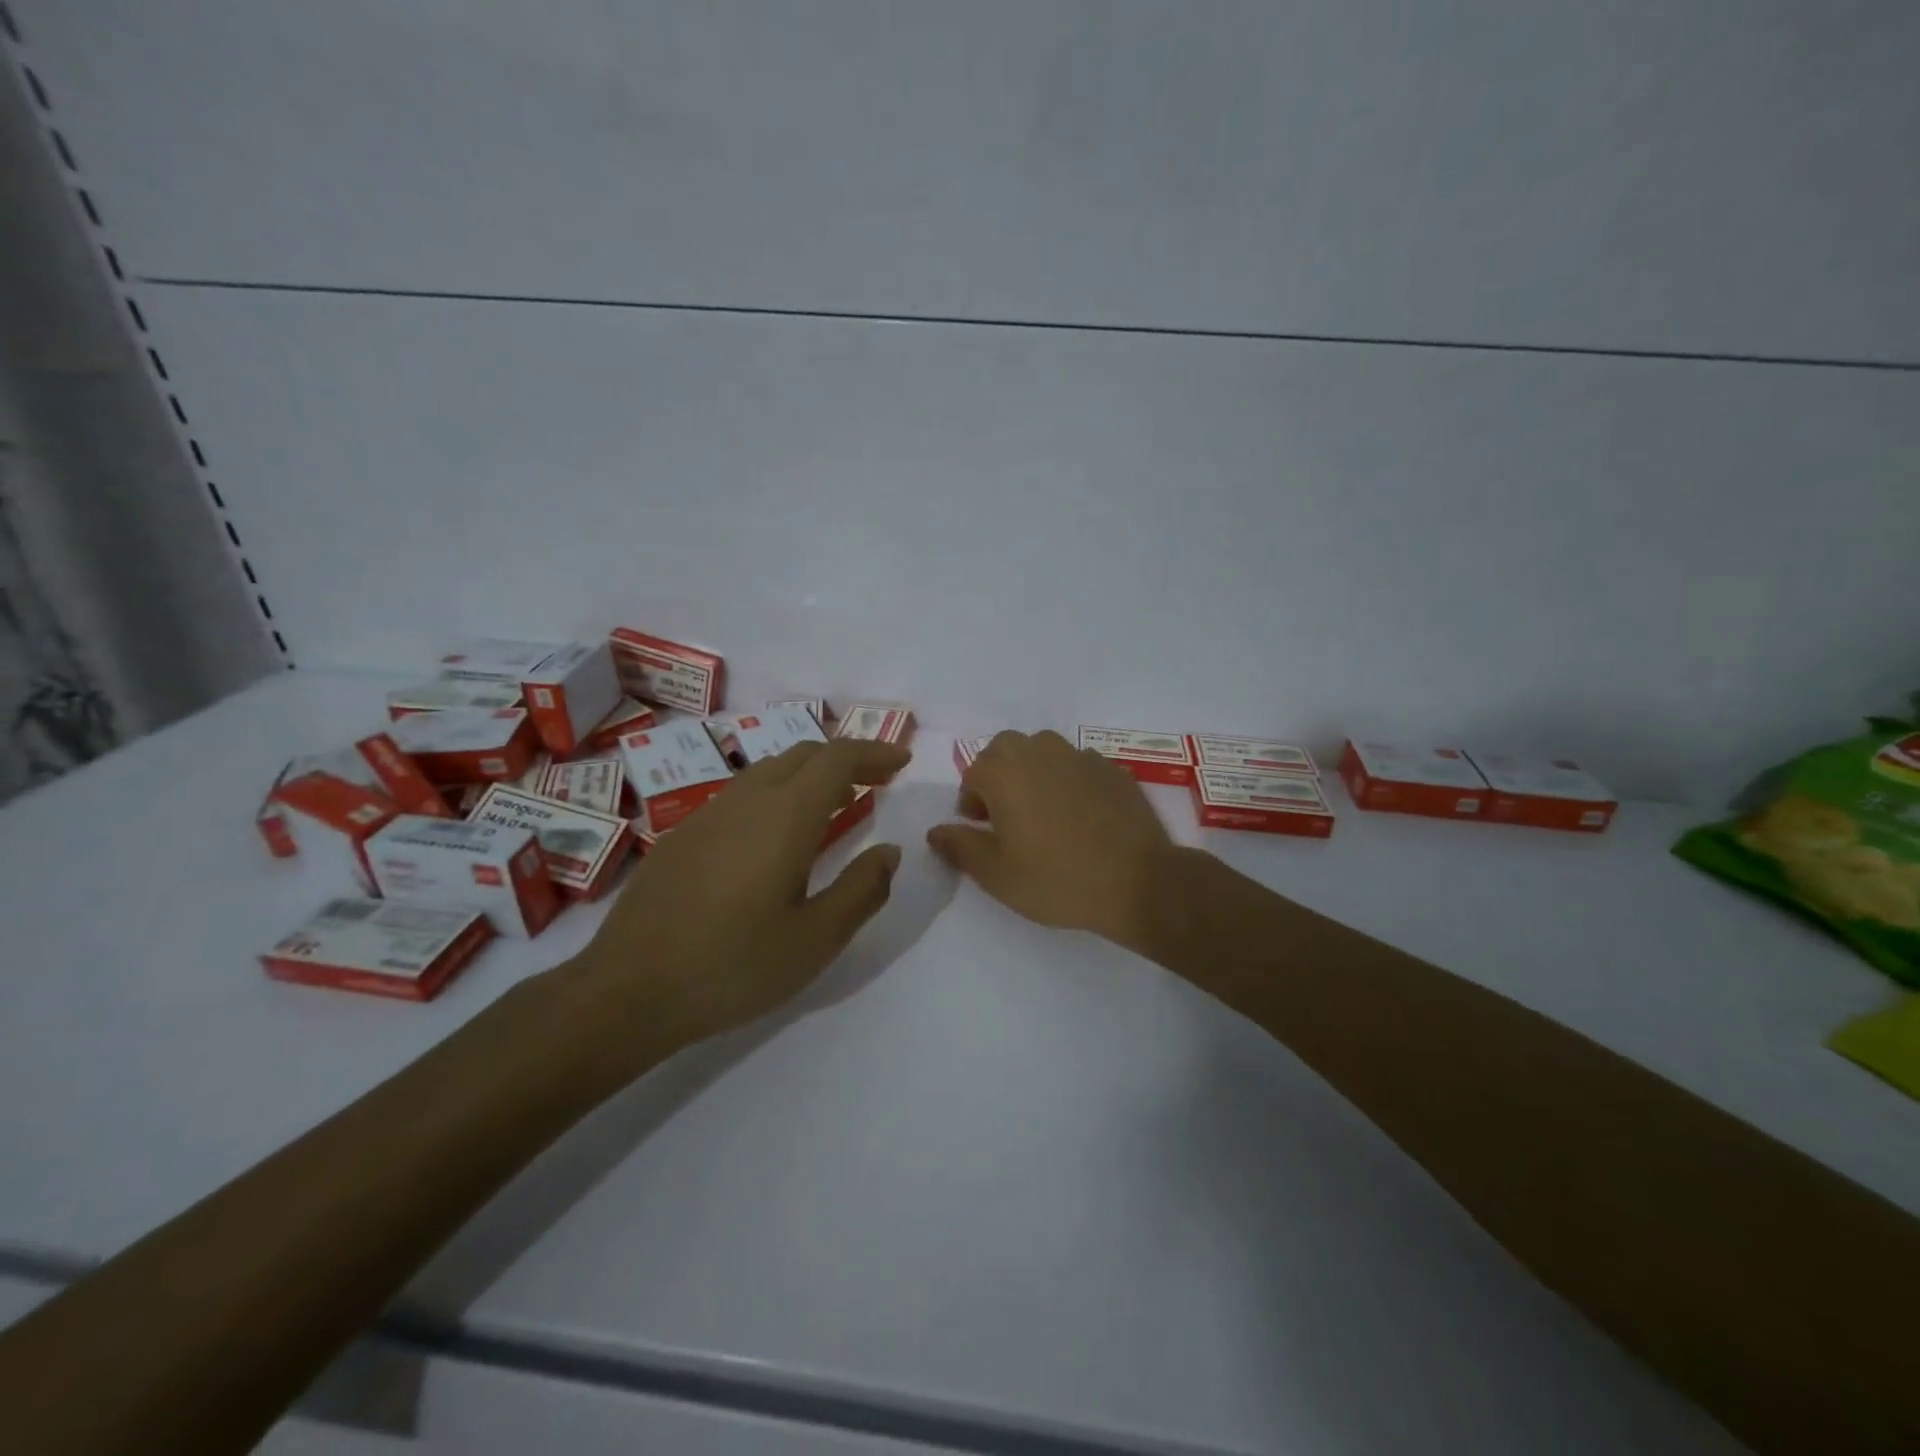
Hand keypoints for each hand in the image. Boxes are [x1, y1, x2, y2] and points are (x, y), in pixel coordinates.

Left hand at [560, 737, 910, 1077]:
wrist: (628, 990)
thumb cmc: (733, 966)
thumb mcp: (816, 939)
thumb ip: (862, 889)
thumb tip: (889, 851)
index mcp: (785, 817)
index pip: (837, 758)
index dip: (874, 752)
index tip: (901, 761)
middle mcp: (747, 800)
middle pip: (804, 754)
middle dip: (846, 759)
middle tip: (877, 782)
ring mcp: (708, 814)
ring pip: (770, 770)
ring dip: (810, 774)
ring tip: (836, 803)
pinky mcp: (683, 835)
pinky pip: (743, 793)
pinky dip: (778, 793)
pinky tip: (778, 835)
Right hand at [927, 730, 1175, 947]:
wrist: (1137, 881)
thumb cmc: (1056, 879)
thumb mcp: (996, 874)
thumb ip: (960, 846)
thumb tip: (935, 831)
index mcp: (1004, 771)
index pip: (973, 774)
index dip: (971, 802)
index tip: (981, 829)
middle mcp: (1039, 751)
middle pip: (1006, 751)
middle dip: (999, 777)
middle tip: (1007, 817)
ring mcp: (1080, 756)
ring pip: (1043, 752)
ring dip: (1033, 773)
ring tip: (1044, 813)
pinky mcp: (1112, 768)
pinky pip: (1077, 765)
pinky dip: (1068, 781)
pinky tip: (1080, 816)